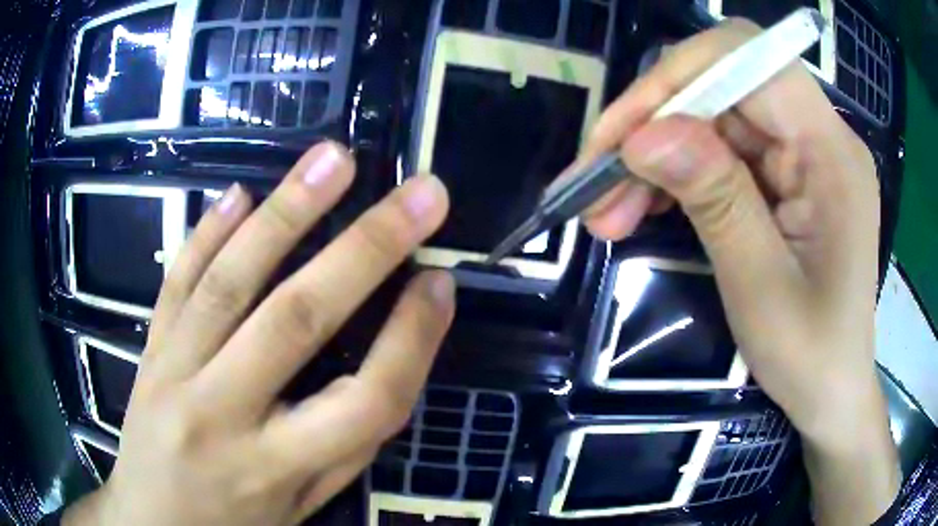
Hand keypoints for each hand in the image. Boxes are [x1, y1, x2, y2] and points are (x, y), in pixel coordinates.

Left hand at [63, 143, 454, 525]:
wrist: (154, 522)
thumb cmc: (238, 523)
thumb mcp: (305, 503)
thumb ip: (345, 442)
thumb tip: (394, 355)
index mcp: (277, 469)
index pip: (365, 401)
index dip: (413, 339)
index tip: (441, 283)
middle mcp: (222, 417)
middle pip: (298, 321)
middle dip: (367, 248)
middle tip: (420, 194)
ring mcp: (173, 375)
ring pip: (230, 283)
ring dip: (287, 212)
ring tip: (335, 159)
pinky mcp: (148, 351)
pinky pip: (176, 282)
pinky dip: (207, 233)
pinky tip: (238, 193)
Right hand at [578, 20, 897, 524]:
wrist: (833, 389)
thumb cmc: (811, 356)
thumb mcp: (761, 288)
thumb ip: (716, 200)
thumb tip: (645, 136)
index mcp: (831, 152)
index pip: (746, 60)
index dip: (676, 80)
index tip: (619, 138)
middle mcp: (820, 134)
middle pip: (723, 82)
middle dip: (654, 120)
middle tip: (598, 180)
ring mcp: (804, 151)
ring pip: (713, 116)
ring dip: (656, 153)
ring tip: (608, 209)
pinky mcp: (789, 173)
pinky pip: (722, 148)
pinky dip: (676, 171)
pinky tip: (645, 205)